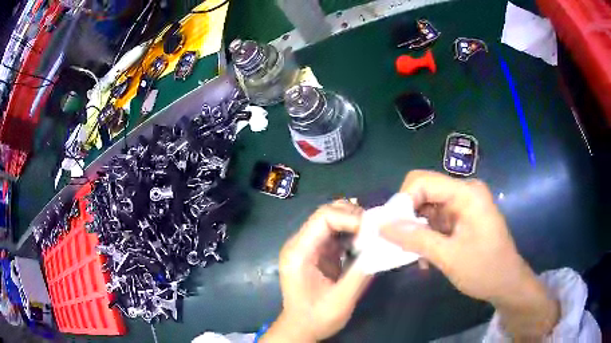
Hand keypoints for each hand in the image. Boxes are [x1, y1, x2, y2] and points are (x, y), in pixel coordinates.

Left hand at [261, 202, 371, 342]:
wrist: (301, 327)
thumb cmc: (316, 317)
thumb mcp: (341, 300)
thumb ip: (361, 273)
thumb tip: (381, 247)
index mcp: (299, 252)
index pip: (323, 217)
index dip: (350, 218)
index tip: (373, 231)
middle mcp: (300, 243)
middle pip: (327, 213)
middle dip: (354, 216)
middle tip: (376, 230)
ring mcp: (308, 246)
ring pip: (332, 219)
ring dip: (355, 223)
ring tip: (373, 235)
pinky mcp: (317, 251)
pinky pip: (336, 232)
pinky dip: (352, 233)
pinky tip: (365, 243)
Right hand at [381, 170, 558, 338]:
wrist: (507, 283)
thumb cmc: (483, 269)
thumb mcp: (448, 256)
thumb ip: (415, 239)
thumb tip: (382, 226)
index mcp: (466, 193)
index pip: (423, 181)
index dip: (403, 201)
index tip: (392, 229)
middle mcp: (465, 192)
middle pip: (424, 192)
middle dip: (408, 217)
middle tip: (400, 243)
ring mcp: (465, 205)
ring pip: (428, 208)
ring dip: (418, 230)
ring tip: (416, 256)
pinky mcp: (464, 217)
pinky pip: (437, 219)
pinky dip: (427, 235)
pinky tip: (427, 257)